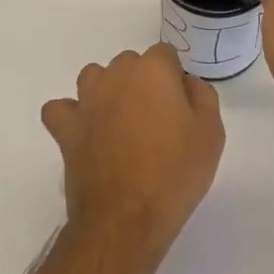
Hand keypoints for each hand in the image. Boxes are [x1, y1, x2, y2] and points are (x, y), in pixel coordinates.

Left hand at [41, 44, 223, 254]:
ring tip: (121, 124)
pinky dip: (71, 116)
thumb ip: (201, 94)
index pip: (165, 55)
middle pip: (131, 64)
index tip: (181, 109)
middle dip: (143, 83)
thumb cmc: (175, 172)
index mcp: (153, 70)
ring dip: (107, 92)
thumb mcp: (211, 132)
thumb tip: (184, 83)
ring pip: (95, 78)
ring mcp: (86, 100)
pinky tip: (86, 131)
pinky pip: (61, 109)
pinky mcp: (66, 127)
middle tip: (156, 121)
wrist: (127, 218)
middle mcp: (116, 74)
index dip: (174, 79)